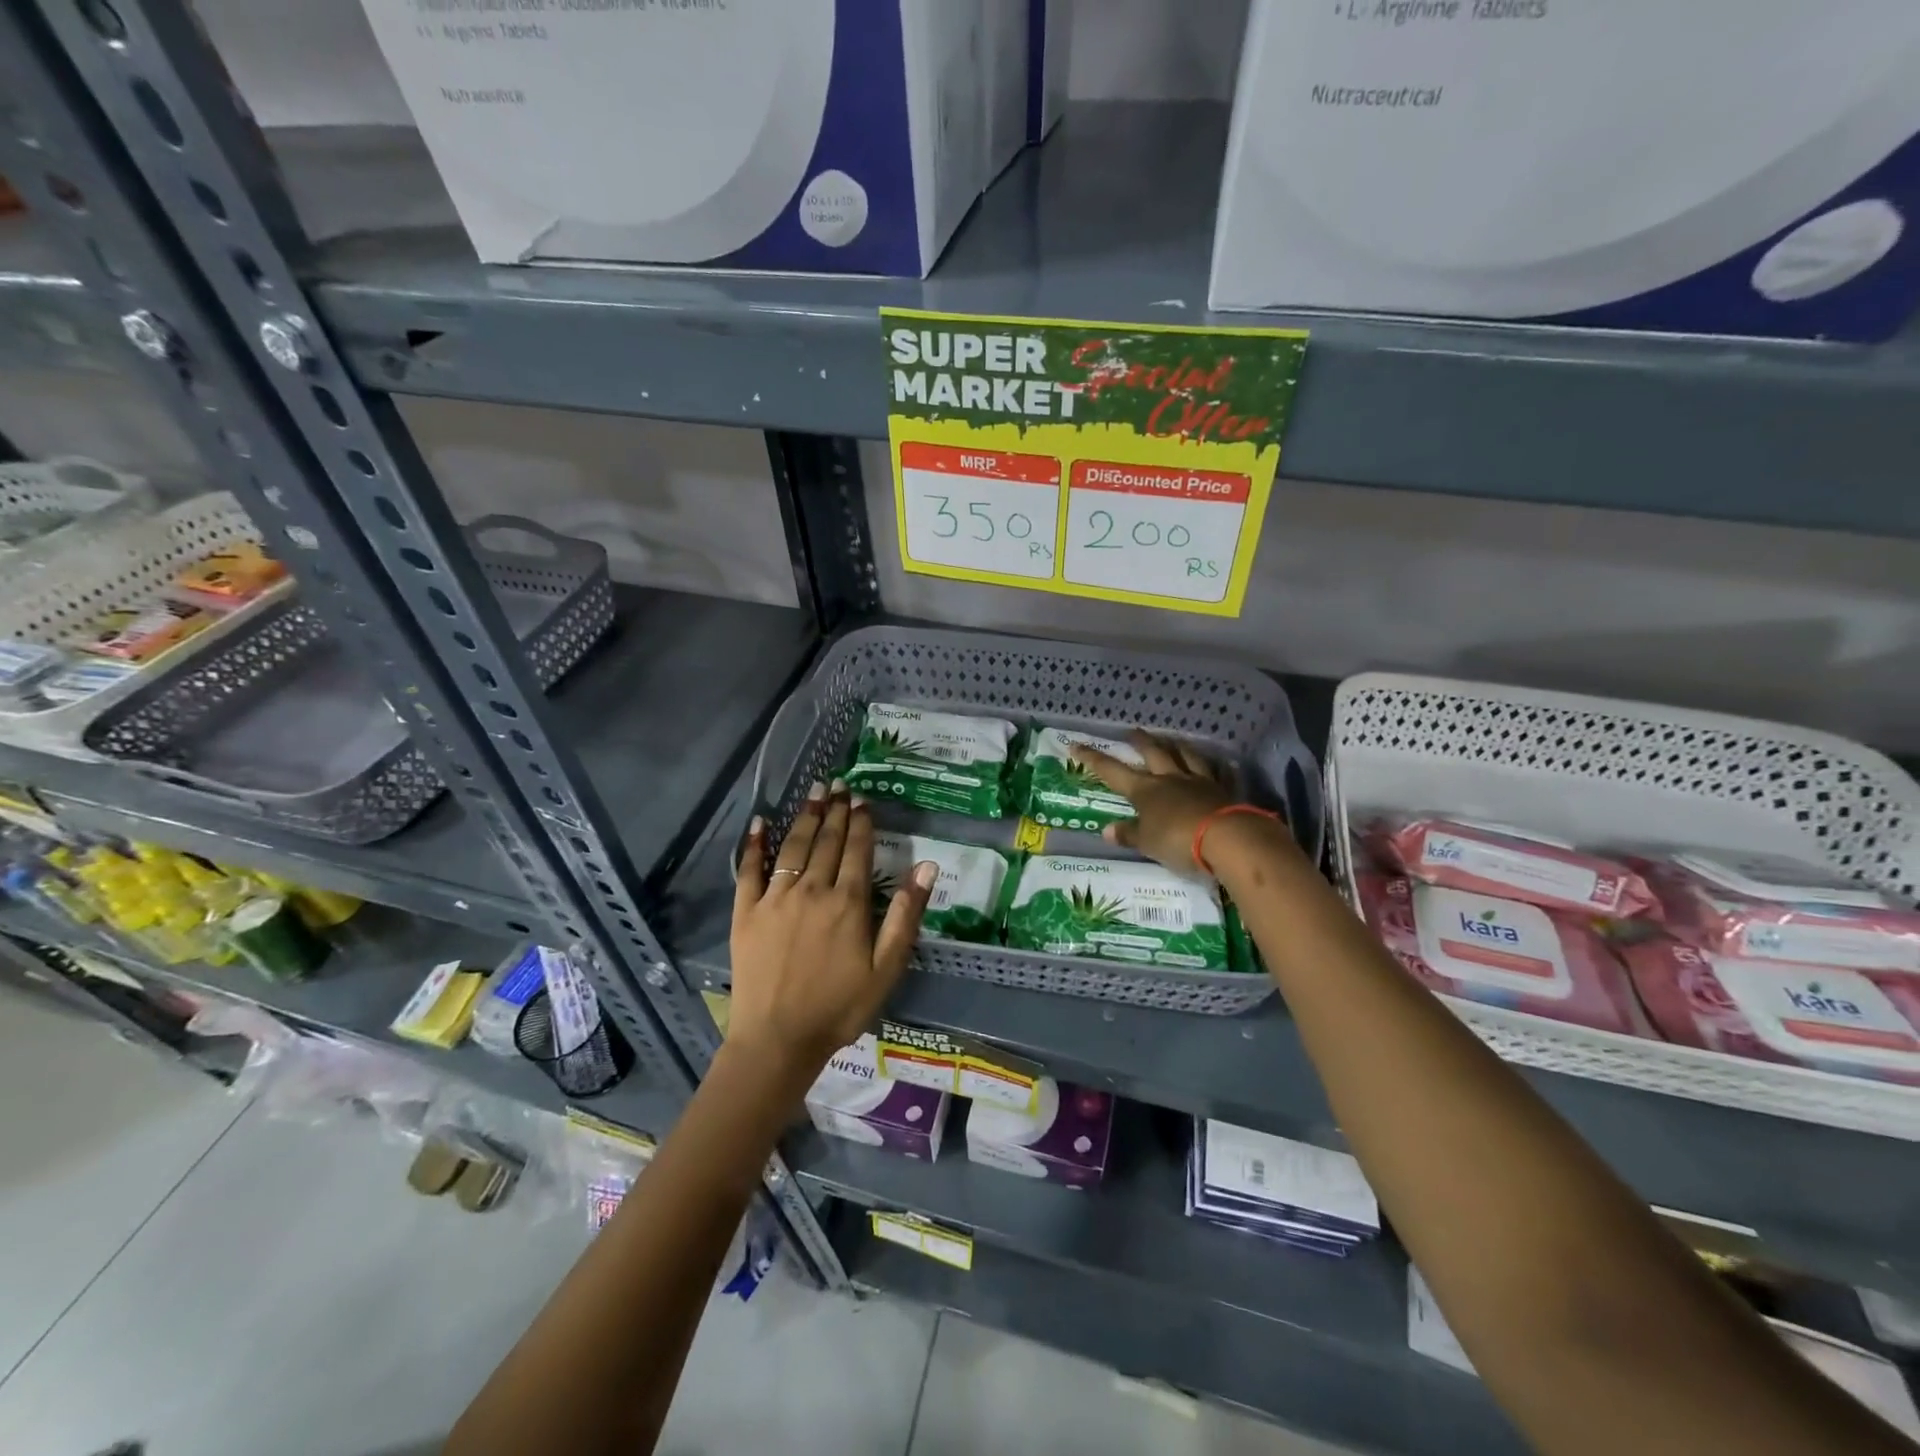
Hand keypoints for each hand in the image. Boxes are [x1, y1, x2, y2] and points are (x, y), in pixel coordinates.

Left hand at [730, 779, 935, 1075]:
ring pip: (793, 847)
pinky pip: (749, 870)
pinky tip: (760, 823)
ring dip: (805, 816)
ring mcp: (776, 898)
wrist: (779, 1039)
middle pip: (826, 841)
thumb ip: (906, 914)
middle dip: (835, 810)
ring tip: (813, 792)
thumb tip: (926, 866)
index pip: (857, 850)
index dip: (861, 821)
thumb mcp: (887, 967)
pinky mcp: (746, 912)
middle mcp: (812, 890)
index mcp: (847, 902)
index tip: (862, 798)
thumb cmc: (840, 1007)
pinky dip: (754, 845)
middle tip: (839, 784)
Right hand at [1070, 730, 1233, 873]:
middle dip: (1141, 741)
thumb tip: (1107, 830)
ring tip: (1172, 739)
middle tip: (1133, 731)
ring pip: (1187, 756)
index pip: (1112, 771)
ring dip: (1177, 746)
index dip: (1093, 759)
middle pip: (1154, 753)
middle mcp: (1171, 779)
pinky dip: (1218, 767)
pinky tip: (1222, 762)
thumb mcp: (1147, 843)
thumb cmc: (1178, 841)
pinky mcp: (1225, 791)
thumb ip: (1129, 834)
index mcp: (1145, 790)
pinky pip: (1220, 773)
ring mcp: (1200, 782)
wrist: (1228, 839)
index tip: (1076, 745)